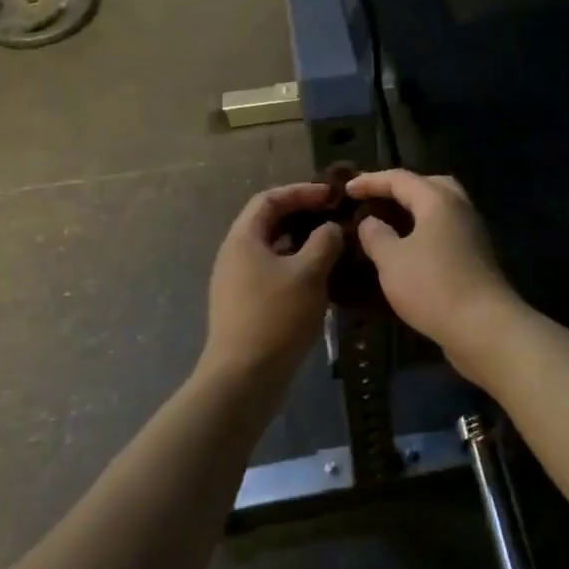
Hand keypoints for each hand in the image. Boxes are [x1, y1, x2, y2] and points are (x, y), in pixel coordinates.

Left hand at [201, 183, 342, 389]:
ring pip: (272, 250)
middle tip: (334, 217)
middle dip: (302, 216)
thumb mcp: (309, 273)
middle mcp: (234, 255)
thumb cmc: (276, 316)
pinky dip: (296, 267)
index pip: (269, 199)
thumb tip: (331, 229)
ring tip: (333, 246)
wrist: (244, 377)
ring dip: (301, 244)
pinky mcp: (244, 306)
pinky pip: (272, 273)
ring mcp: (236, 282)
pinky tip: (320, 280)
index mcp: (243, 239)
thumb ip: (324, 242)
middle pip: (268, 223)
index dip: (301, 192)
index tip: (331, 195)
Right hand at [345, 170, 521, 362]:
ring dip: (414, 211)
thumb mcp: (391, 260)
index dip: (370, 181)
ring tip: (388, 223)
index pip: (400, 179)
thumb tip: (370, 221)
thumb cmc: (433, 287)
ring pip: (440, 209)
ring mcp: (472, 233)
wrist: (484, 327)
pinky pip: (446, 230)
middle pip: (428, 185)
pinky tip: (408, 250)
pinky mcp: (475, 257)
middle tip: (375, 200)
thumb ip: (375, 235)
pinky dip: (424, 231)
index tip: (345, 190)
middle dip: (399, 189)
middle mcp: (459, 208)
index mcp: (438, 200)